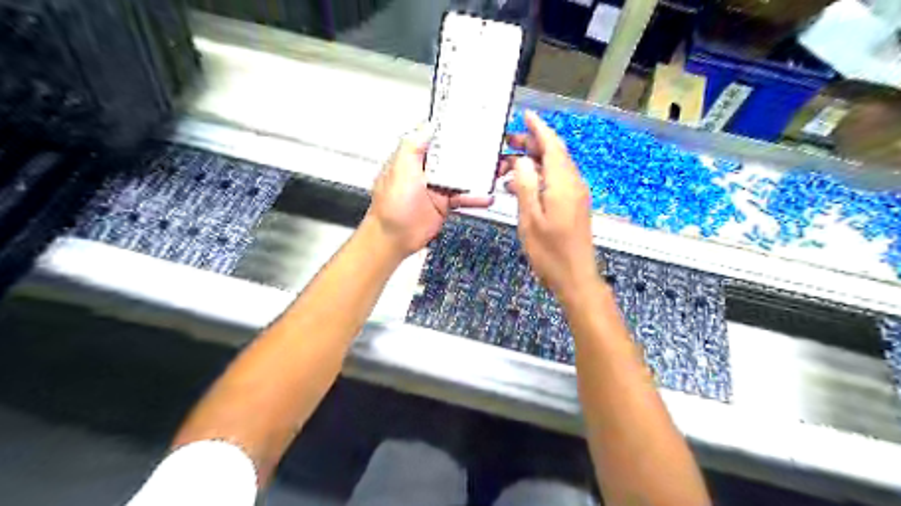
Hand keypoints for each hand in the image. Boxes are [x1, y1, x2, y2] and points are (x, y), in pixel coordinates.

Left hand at [364, 121, 491, 255]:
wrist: (394, 238)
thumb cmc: (390, 206)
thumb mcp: (399, 170)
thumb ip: (413, 147)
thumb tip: (427, 125)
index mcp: (415, 158)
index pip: (437, 138)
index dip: (453, 131)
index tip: (473, 125)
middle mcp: (427, 171)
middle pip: (454, 157)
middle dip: (472, 153)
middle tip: (492, 149)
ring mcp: (438, 187)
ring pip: (462, 177)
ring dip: (478, 175)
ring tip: (496, 171)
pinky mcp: (445, 204)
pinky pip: (463, 197)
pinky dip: (475, 197)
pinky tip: (486, 196)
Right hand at [503, 111, 600, 299]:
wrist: (576, 278)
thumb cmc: (550, 252)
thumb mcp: (530, 219)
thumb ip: (526, 186)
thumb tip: (522, 160)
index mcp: (563, 184)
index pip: (552, 146)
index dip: (539, 129)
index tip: (525, 115)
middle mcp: (573, 184)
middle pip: (554, 154)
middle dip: (532, 144)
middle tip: (507, 142)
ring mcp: (575, 196)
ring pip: (554, 169)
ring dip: (533, 162)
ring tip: (507, 164)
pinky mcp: (574, 207)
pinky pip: (556, 183)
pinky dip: (538, 178)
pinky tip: (520, 186)